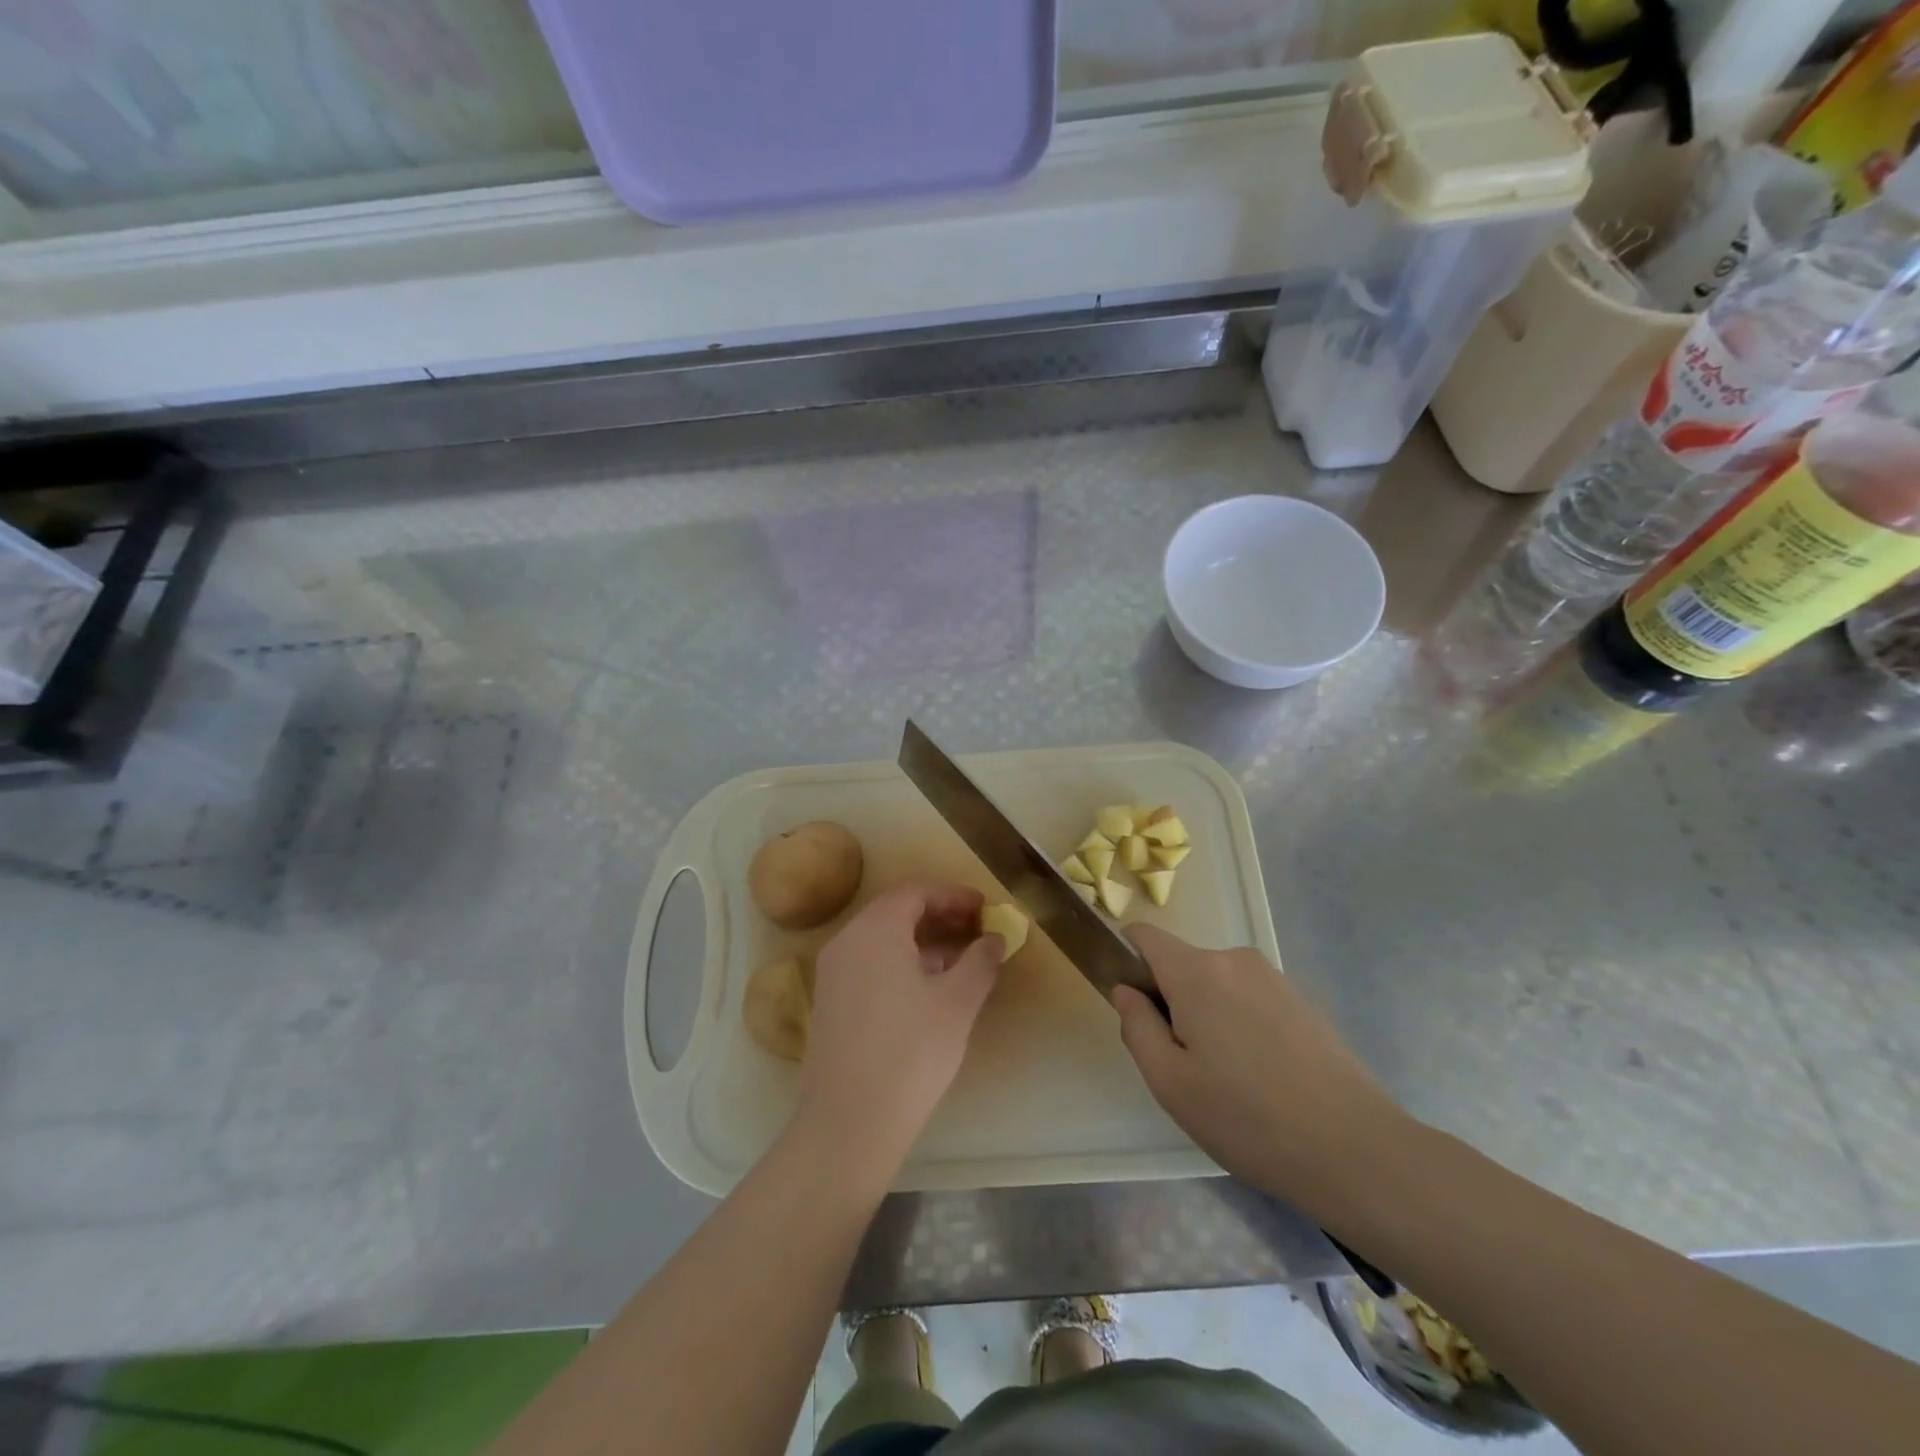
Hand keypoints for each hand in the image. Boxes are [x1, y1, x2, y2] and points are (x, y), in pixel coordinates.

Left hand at [797, 882, 1001, 1164]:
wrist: (848, 1123)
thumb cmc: (910, 1051)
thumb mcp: (957, 1003)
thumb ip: (980, 961)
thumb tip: (993, 939)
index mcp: (875, 929)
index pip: (916, 892)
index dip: (953, 896)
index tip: (985, 908)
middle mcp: (847, 940)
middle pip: (896, 912)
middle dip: (939, 916)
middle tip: (976, 930)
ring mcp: (833, 972)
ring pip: (882, 939)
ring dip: (922, 941)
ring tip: (961, 961)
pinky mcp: (829, 1002)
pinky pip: (869, 964)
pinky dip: (901, 963)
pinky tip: (929, 990)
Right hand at [1112, 924, 1411, 1221]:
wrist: (1355, 1150)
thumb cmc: (1247, 1118)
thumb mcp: (1170, 1082)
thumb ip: (1136, 1026)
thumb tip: (1127, 991)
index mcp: (1197, 971)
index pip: (1144, 936)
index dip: (1127, 960)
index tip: (1133, 1008)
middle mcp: (1235, 960)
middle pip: (1182, 965)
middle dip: (1171, 1002)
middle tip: (1184, 1065)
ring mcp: (1275, 978)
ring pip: (1217, 985)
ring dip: (1208, 1016)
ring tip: (1228, 1079)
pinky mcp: (1304, 1001)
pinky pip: (1251, 999)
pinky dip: (1242, 1025)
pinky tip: (1263, 1079)